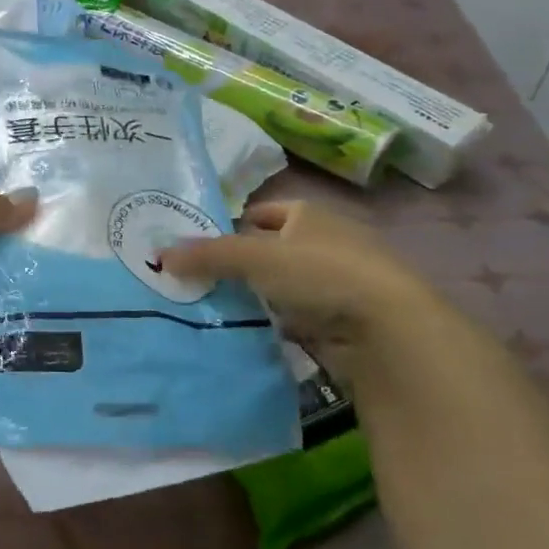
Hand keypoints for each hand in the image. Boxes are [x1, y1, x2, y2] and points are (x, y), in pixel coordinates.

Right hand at [159, 201, 450, 373]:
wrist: (389, 329)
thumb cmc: (322, 273)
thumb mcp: (255, 258)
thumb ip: (208, 255)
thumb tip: (158, 254)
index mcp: (309, 214)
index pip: (264, 213)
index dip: (233, 225)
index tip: (201, 246)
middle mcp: (325, 242)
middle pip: (271, 250)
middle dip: (239, 265)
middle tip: (197, 281)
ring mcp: (337, 283)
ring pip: (282, 287)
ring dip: (256, 298)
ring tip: (213, 310)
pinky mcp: (343, 321)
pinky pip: (297, 319)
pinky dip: (276, 325)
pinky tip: (248, 335)